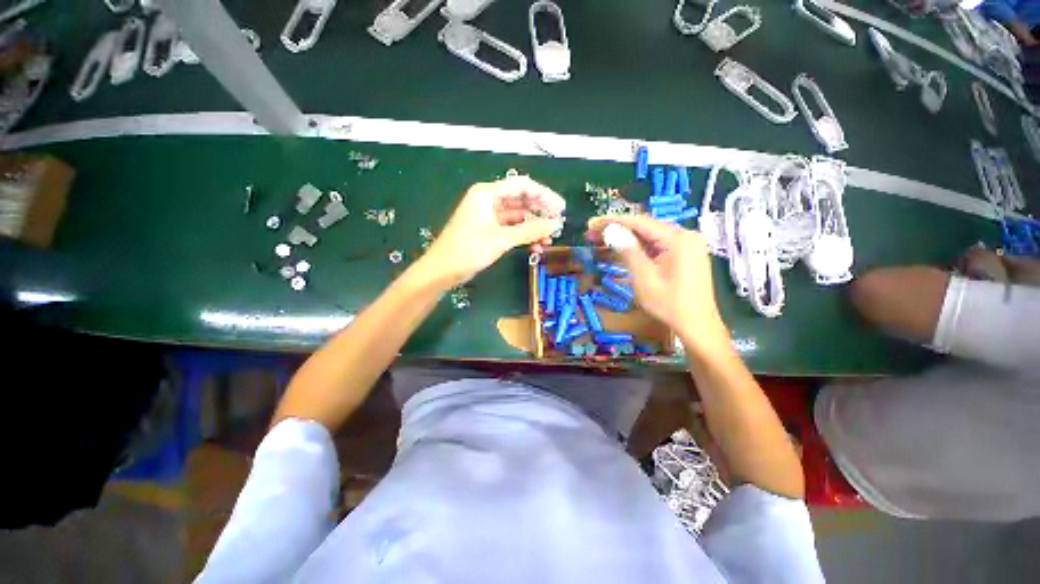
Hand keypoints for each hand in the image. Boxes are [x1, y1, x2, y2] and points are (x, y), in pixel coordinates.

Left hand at [419, 176, 564, 286]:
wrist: (442, 270)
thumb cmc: (468, 250)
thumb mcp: (501, 239)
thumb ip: (529, 231)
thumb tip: (555, 224)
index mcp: (487, 193)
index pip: (522, 186)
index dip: (544, 195)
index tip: (560, 208)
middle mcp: (489, 200)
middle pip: (521, 200)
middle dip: (540, 212)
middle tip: (558, 224)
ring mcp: (488, 216)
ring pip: (518, 216)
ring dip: (533, 227)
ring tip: (549, 239)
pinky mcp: (489, 230)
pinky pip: (511, 228)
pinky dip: (523, 235)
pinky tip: (535, 246)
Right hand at [586, 215, 728, 352]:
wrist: (697, 325)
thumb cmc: (669, 304)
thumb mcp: (644, 278)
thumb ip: (628, 251)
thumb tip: (611, 231)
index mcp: (678, 238)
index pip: (640, 222)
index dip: (613, 221)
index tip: (592, 223)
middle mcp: (686, 235)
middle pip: (645, 227)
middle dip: (618, 229)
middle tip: (593, 233)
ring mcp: (688, 245)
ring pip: (651, 236)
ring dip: (627, 238)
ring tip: (602, 239)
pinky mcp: (686, 254)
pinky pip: (658, 245)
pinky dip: (639, 247)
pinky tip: (623, 248)